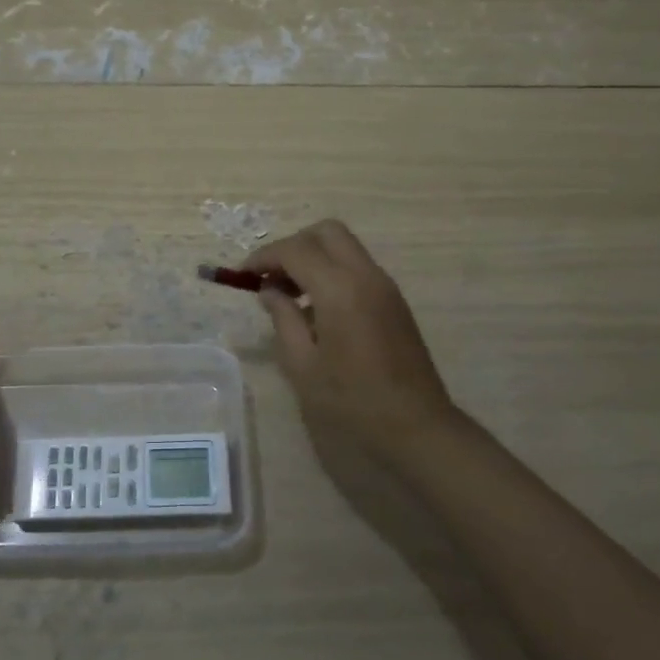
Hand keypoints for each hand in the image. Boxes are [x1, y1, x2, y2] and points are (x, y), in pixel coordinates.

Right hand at [244, 220, 464, 464]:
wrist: (417, 427)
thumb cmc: (353, 402)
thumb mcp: (303, 365)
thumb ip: (283, 319)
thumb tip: (270, 291)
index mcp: (340, 289)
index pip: (295, 250)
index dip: (264, 257)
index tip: (242, 275)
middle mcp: (365, 276)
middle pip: (326, 232)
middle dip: (293, 246)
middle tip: (271, 277)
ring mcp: (385, 286)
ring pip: (344, 247)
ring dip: (313, 257)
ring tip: (289, 295)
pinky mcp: (394, 301)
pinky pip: (357, 267)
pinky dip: (332, 271)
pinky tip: (317, 309)